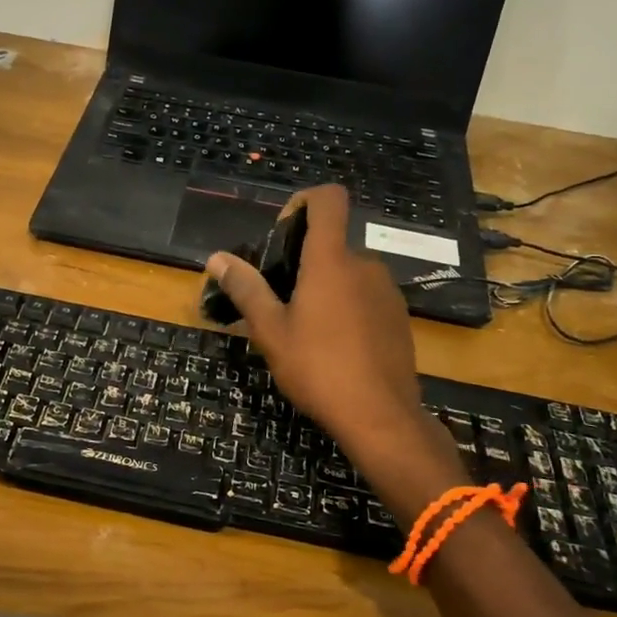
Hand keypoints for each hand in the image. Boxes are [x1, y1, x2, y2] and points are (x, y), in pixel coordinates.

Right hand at [205, 188, 460, 515]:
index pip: (328, 199)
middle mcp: (364, 265)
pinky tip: (333, 346)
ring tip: (302, 329)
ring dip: (324, 288)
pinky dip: (346, 307)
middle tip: (277, 300)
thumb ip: (245, 288)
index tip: (281, 235)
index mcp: (331, 260)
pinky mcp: (399, 317)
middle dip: (301, 262)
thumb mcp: (270, 330)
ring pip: (347, 273)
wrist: (381, 417)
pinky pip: (365, 296)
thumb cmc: (318, 368)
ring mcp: (387, 291)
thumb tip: (217, 258)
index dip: (303, 202)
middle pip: (331, 243)